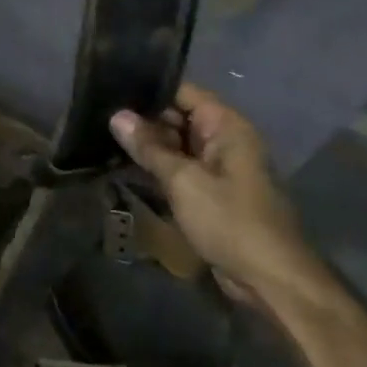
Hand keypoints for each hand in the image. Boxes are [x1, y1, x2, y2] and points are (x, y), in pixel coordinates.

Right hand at [110, 84, 326, 309]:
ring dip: (147, 146)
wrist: (269, 277)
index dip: (148, 89)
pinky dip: (157, 168)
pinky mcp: (212, 192)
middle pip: (178, 117)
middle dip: (142, 119)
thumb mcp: (183, 181)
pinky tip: (124, 167)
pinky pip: (181, 170)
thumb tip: (117, 116)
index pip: (183, 92)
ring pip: (177, 145)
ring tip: (103, 138)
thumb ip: (149, 148)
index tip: (111, 89)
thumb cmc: (229, 221)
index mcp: (226, 127)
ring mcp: (219, 167)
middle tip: (98, 117)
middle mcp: (224, 140)